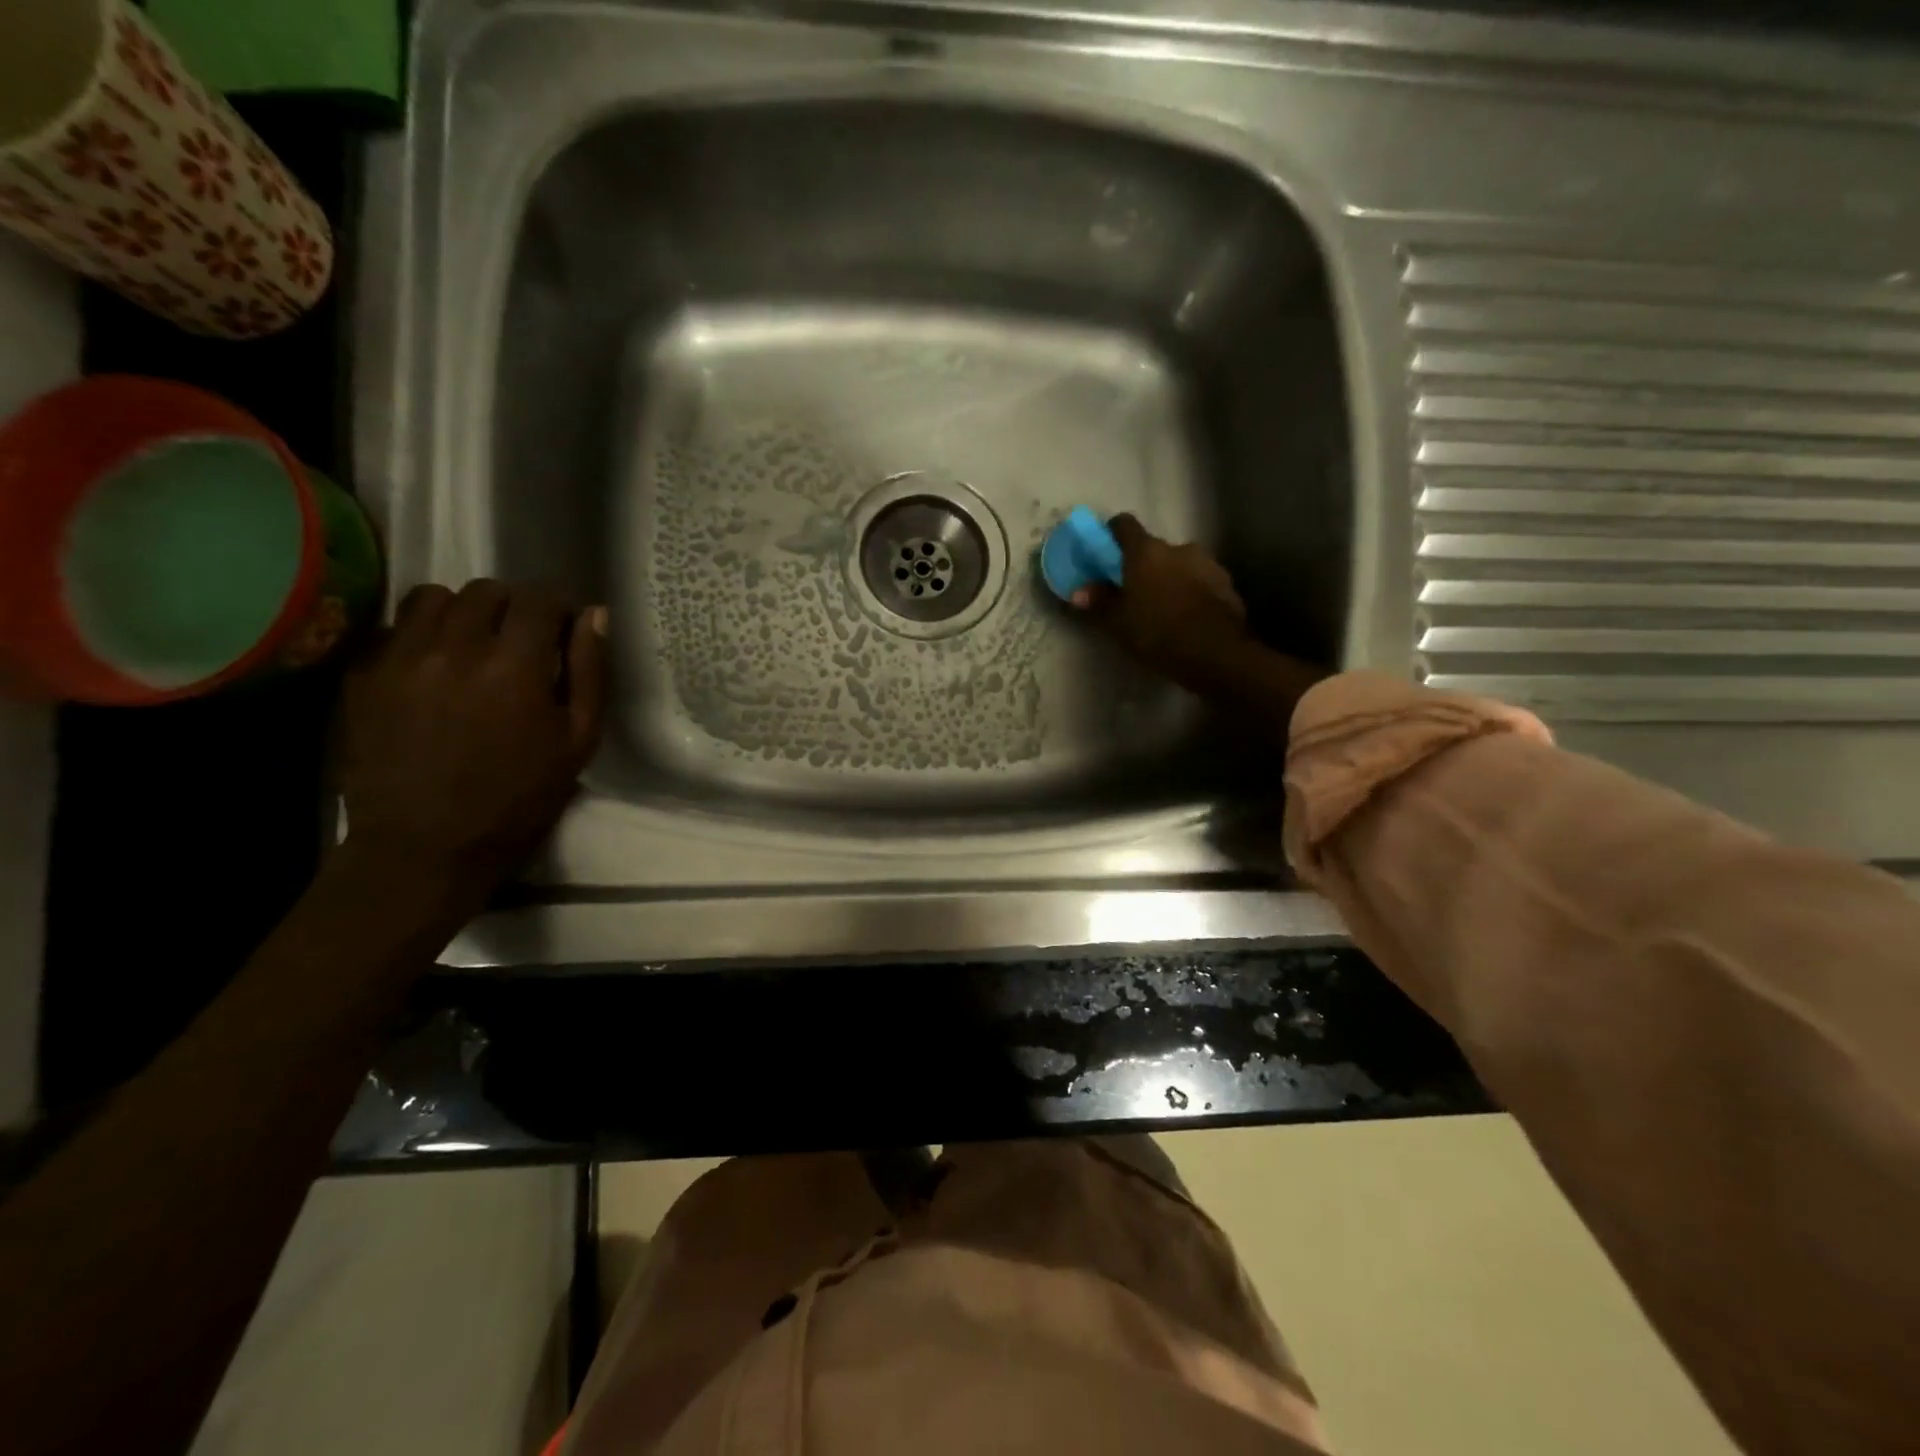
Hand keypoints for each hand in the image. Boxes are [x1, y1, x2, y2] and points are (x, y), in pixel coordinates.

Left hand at [338, 580, 607, 895]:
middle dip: (512, 606)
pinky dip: (420, 635)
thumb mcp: (578, 741)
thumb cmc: (518, 798)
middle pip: (486, 590)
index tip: (562, 627)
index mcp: (516, 666)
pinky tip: (433, 667)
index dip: (557, 607)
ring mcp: (401, 658)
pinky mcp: (363, 676)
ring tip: (472, 643)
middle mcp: (455, 647)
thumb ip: (589, 672)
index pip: (539, 600)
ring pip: (433, 597)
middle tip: (521, 639)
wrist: (426, 846)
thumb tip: (593, 615)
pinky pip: (395, 628)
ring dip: (462, 611)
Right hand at [1075, 514, 1251, 694]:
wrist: (1217, 653)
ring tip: (1163, 609)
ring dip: (1169, 579)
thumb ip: (1099, 602)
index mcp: (1146, 551)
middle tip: (1133, 593)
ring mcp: (1207, 563)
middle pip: (1153, 548)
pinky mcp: (1227, 584)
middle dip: (1142, 565)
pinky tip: (1187, 618)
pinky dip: (1191, 593)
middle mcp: (1178, 547)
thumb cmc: (1158, 633)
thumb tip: (1080, 591)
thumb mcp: (1118, 623)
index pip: (1124, 524)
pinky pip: (1200, 582)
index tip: (1105, 553)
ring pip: (1179, 565)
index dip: (1112, 535)